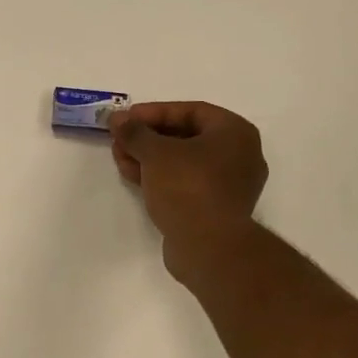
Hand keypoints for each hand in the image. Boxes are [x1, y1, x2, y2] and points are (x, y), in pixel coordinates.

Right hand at [110, 101, 267, 281]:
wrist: (208, 247)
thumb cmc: (188, 187)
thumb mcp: (156, 153)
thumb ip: (135, 132)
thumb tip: (118, 119)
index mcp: (235, 132)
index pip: (191, 110)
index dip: (154, 112)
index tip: (126, 119)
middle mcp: (239, 155)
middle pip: (186, 136)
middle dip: (148, 137)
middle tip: (120, 139)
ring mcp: (229, 184)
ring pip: (184, 162)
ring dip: (150, 158)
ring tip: (120, 158)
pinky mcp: (216, 208)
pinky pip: (186, 183)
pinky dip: (161, 177)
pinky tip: (133, 177)